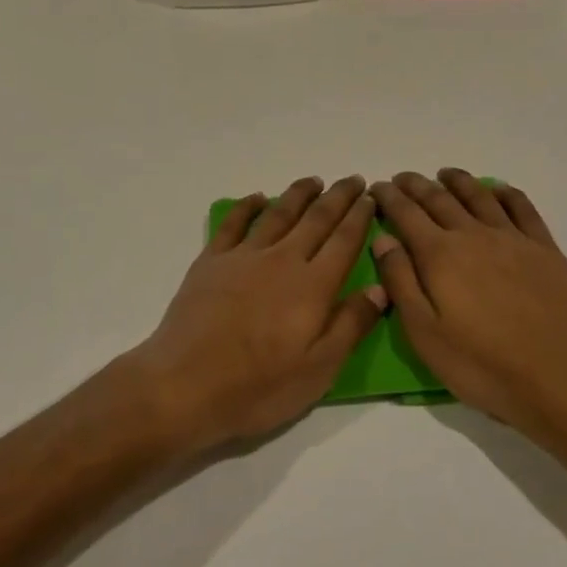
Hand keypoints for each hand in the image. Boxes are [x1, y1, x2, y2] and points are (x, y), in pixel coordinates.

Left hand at [127, 176, 385, 453]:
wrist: (185, 385)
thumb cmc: (258, 387)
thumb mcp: (318, 370)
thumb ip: (351, 325)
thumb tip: (380, 289)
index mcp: (313, 286)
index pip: (344, 241)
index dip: (360, 217)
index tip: (370, 197)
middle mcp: (282, 260)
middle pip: (316, 219)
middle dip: (338, 197)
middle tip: (353, 179)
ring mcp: (244, 256)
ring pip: (278, 213)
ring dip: (299, 194)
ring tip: (314, 181)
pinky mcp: (211, 261)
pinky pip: (233, 223)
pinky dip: (247, 206)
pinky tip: (257, 197)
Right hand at [370, 169, 566, 437]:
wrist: (556, 377)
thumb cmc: (480, 364)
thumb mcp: (424, 333)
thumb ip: (401, 281)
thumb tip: (383, 239)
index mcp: (440, 255)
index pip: (406, 214)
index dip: (389, 198)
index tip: (378, 187)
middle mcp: (473, 234)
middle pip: (439, 199)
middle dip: (416, 185)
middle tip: (402, 178)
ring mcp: (512, 238)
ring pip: (479, 196)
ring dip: (458, 181)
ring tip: (445, 174)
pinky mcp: (543, 248)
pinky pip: (522, 207)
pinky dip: (505, 192)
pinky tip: (498, 189)